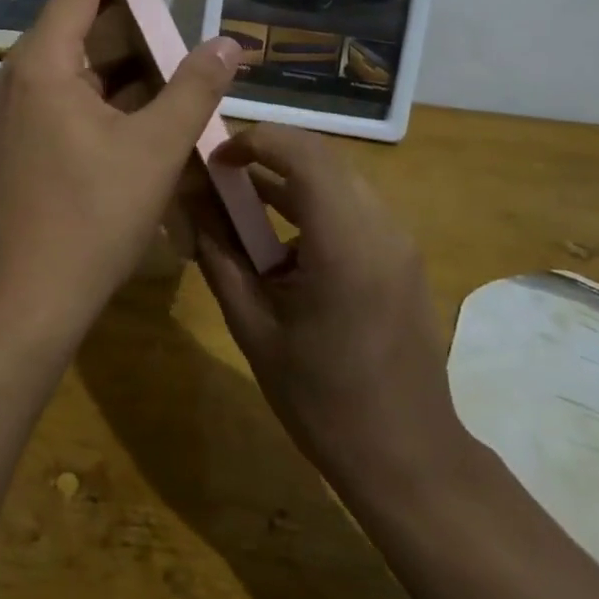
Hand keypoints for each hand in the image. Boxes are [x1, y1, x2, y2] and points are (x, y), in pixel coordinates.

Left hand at [0, 0, 242, 340]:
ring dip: (120, 64)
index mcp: (41, 66)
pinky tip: (142, 109)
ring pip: (73, 71)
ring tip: (170, 54)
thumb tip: (230, 42)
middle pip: (76, 28)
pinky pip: (64, 102)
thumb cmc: (90, 219)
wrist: (23, 303)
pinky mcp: (15, 148)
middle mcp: (16, 80)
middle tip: (167, 0)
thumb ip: (194, 89)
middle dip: (123, 14)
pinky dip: (103, 97)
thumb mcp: (155, 149)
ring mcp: (10, 116)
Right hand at [194, 124, 467, 490]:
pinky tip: (283, 247)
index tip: (216, 160)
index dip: (255, 140)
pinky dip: (313, 206)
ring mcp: (399, 241)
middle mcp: (381, 227)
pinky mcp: (403, 257)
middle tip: (221, 179)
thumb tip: (189, 204)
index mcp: (345, 243)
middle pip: (322, 159)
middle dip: (268, 156)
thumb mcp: (254, 329)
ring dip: (289, 181)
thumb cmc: (322, 401)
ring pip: (338, 179)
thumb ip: (219, 257)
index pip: (303, 153)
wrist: (409, 458)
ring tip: (242, 209)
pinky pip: (353, 207)